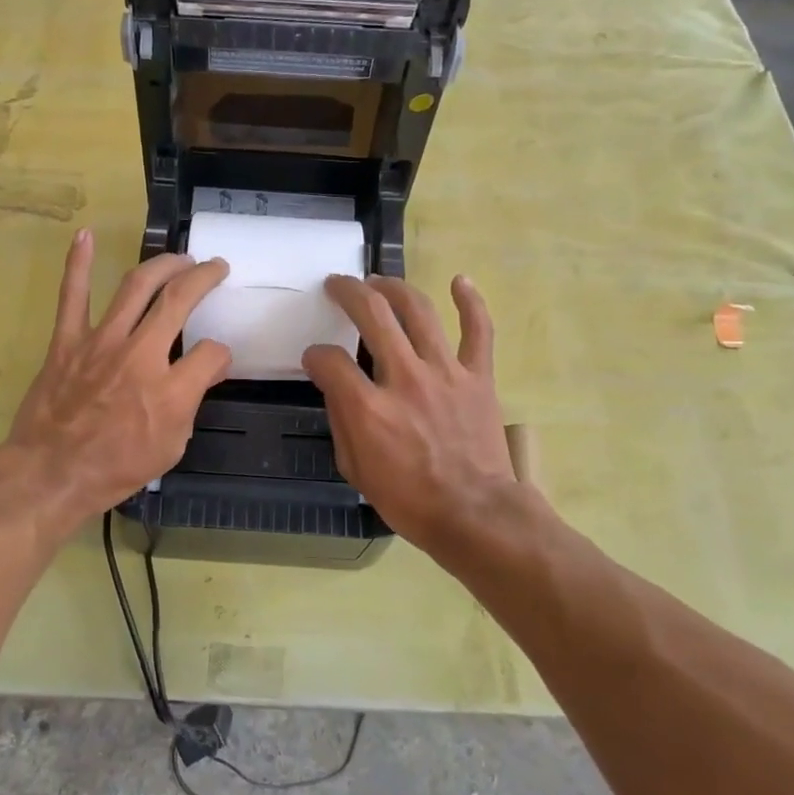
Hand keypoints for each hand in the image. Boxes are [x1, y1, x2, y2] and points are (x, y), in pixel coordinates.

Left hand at [2, 229, 231, 529]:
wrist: (51, 473)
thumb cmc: (115, 468)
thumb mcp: (170, 446)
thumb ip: (191, 403)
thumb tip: (206, 371)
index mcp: (171, 389)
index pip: (212, 352)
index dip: (221, 354)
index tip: (217, 359)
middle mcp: (140, 355)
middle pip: (179, 300)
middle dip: (203, 278)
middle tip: (215, 268)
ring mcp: (101, 342)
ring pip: (136, 286)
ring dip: (163, 264)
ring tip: (180, 258)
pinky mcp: (68, 341)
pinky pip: (73, 296)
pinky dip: (78, 263)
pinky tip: (85, 235)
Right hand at [302, 274, 518, 559]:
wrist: (474, 514)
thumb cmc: (409, 500)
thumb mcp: (355, 469)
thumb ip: (342, 422)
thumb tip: (338, 389)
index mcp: (368, 407)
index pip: (330, 361)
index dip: (315, 356)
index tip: (315, 360)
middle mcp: (404, 378)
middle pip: (373, 314)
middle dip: (349, 292)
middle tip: (338, 285)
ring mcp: (446, 372)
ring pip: (419, 310)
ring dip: (395, 287)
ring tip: (380, 282)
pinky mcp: (478, 377)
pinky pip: (478, 330)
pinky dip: (471, 302)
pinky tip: (459, 280)